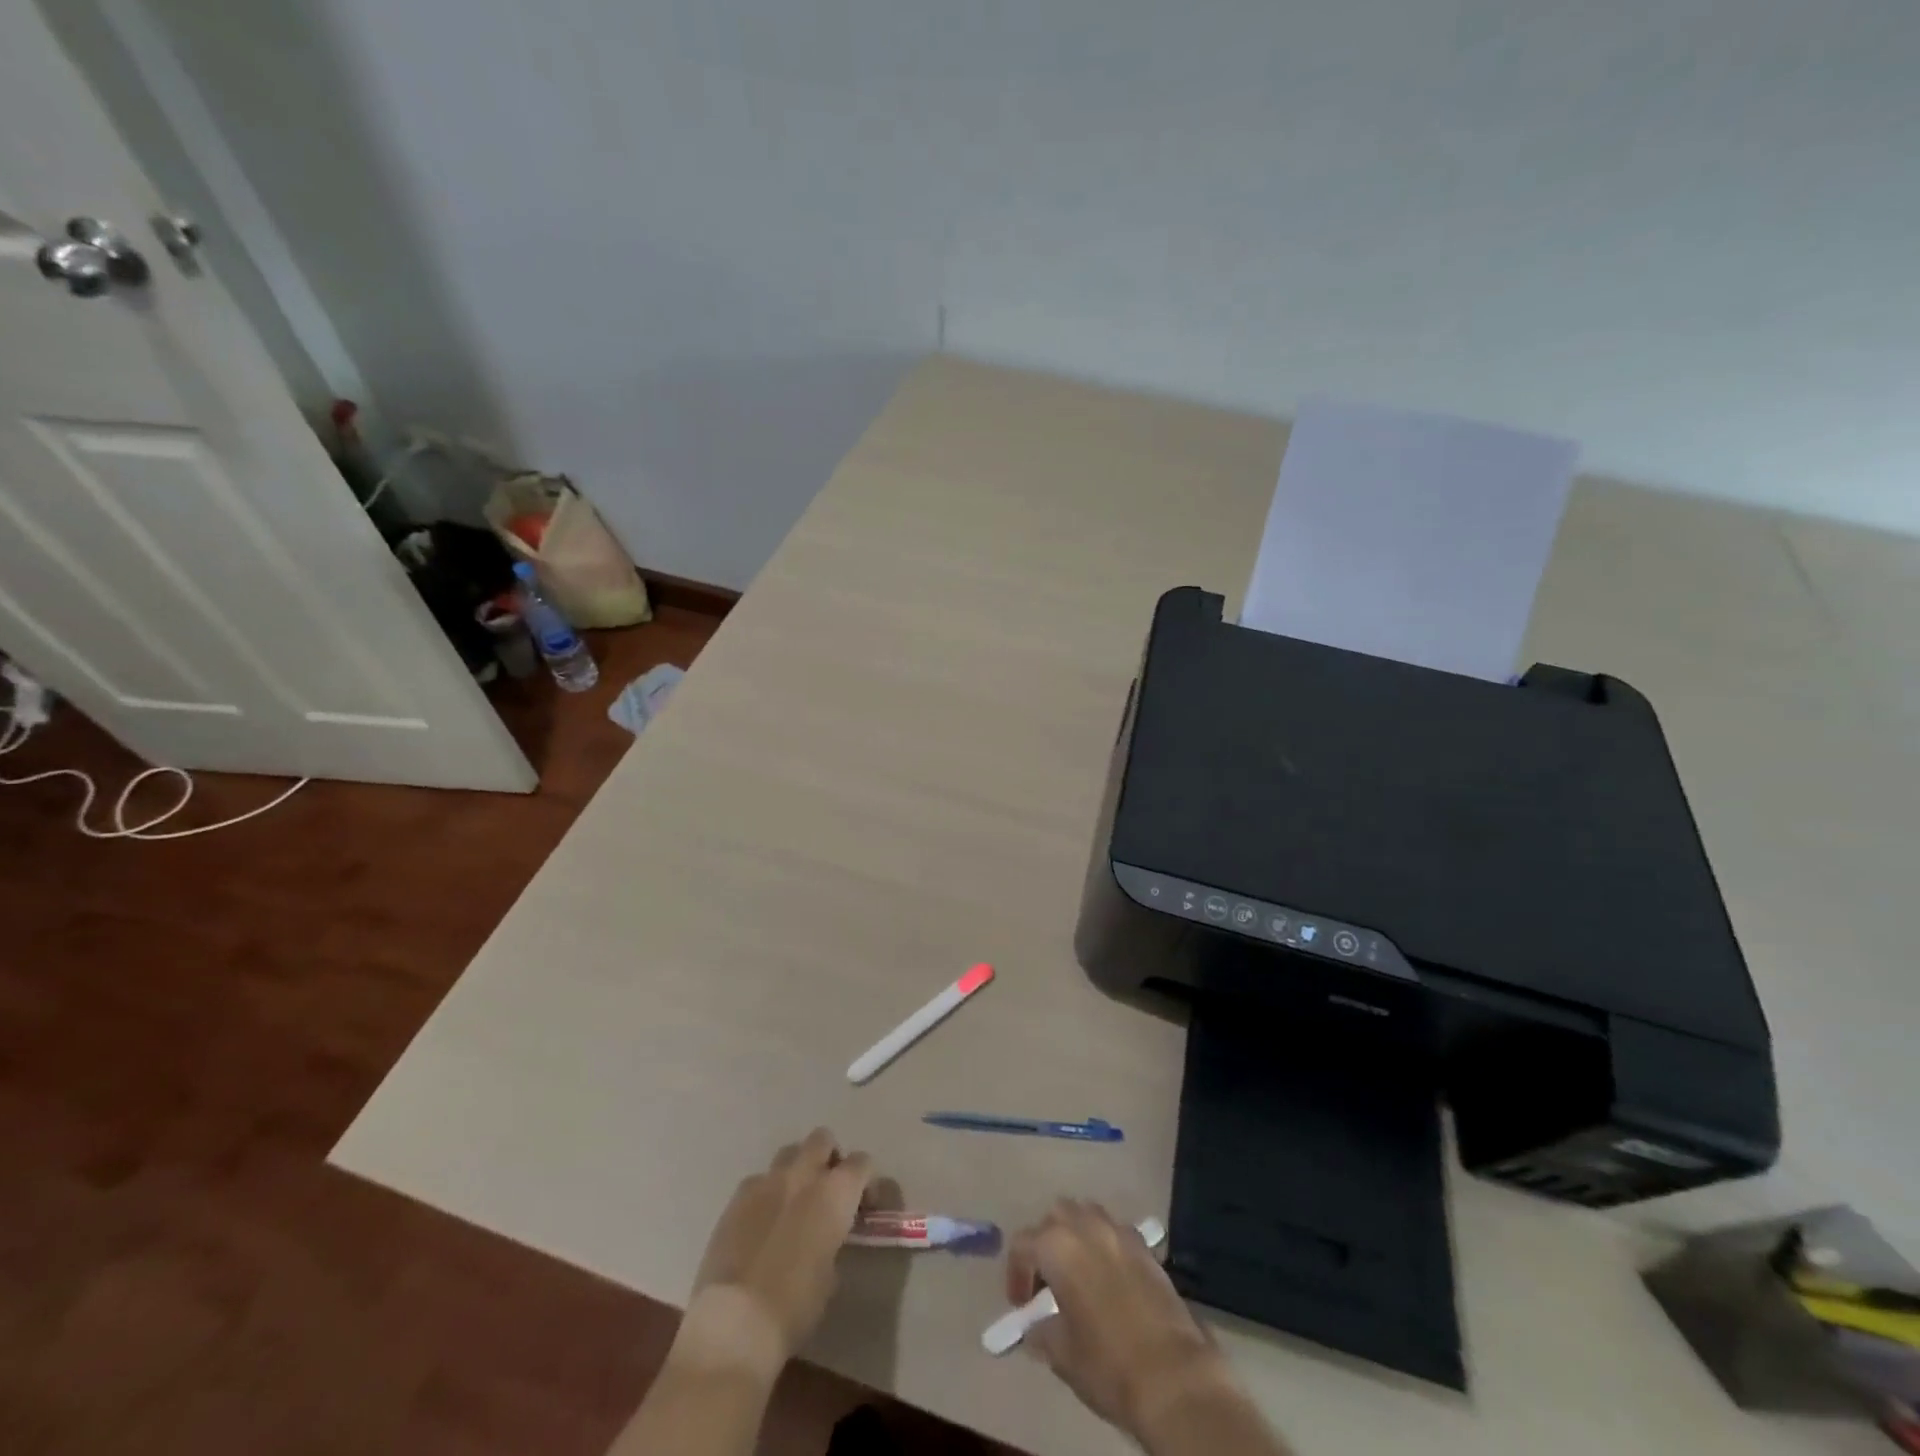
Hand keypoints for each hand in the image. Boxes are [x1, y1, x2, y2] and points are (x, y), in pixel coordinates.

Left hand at [683, 1128, 873, 1373]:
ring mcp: (766, 1182)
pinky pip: (758, 1180)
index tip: (864, 1207)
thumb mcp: (830, 1276)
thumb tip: (827, 1236)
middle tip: (828, 1190)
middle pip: (823, 1139)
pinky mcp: (736, 1198)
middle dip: (829, 1157)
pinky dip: (766, 1192)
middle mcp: (803, 1175)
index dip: (866, 1181)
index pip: (862, 1163)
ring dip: (797, 1169)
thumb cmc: (794, 1307)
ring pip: (789, 1152)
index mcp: (835, 1193)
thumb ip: (833, 1240)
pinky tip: (762, 1221)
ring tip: (794, 1202)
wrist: (734, 1323)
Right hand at [1006, 1201, 1231, 1438]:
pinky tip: (1109, 1279)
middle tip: (1047, 1281)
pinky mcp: (1146, 1247)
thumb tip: (1036, 1327)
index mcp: (1058, 1246)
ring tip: (1077, 1274)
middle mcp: (1086, 1226)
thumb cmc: (1107, 1364)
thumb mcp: (1061, 1354)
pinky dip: (1104, 1245)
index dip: (1016, 1273)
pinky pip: (1115, 1232)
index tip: (1021, 1305)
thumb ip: (1041, 1331)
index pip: (1023, 1244)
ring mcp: (1120, 1232)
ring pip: (1087, 1215)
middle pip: (1056, 1217)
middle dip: (1046, 1243)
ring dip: (1076, 1235)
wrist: (1173, 1376)